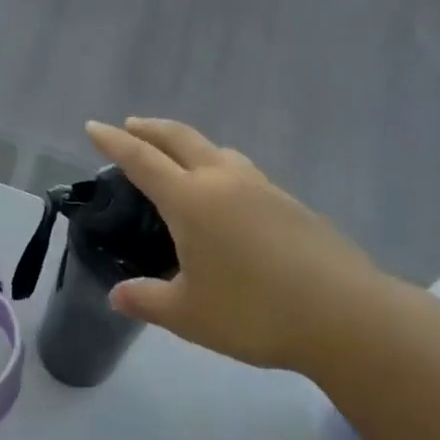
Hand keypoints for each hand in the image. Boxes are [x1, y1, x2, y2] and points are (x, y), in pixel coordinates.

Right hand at [86, 117, 390, 373]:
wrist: (344, 314)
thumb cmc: (254, 312)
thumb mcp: (189, 314)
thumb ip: (147, 300)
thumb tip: (117, 294)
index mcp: (190, 200)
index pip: (141, 159)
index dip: (114, 141)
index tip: (94, 125)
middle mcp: (223, 180)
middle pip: (180, 138)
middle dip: (150, 128)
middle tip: (131, 125)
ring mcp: (260, 186)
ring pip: (216, 150)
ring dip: (188, 144)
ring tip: (178, 157)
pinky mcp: (289, 201)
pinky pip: (241, 170)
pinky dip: (218, 166)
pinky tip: (226, 195)